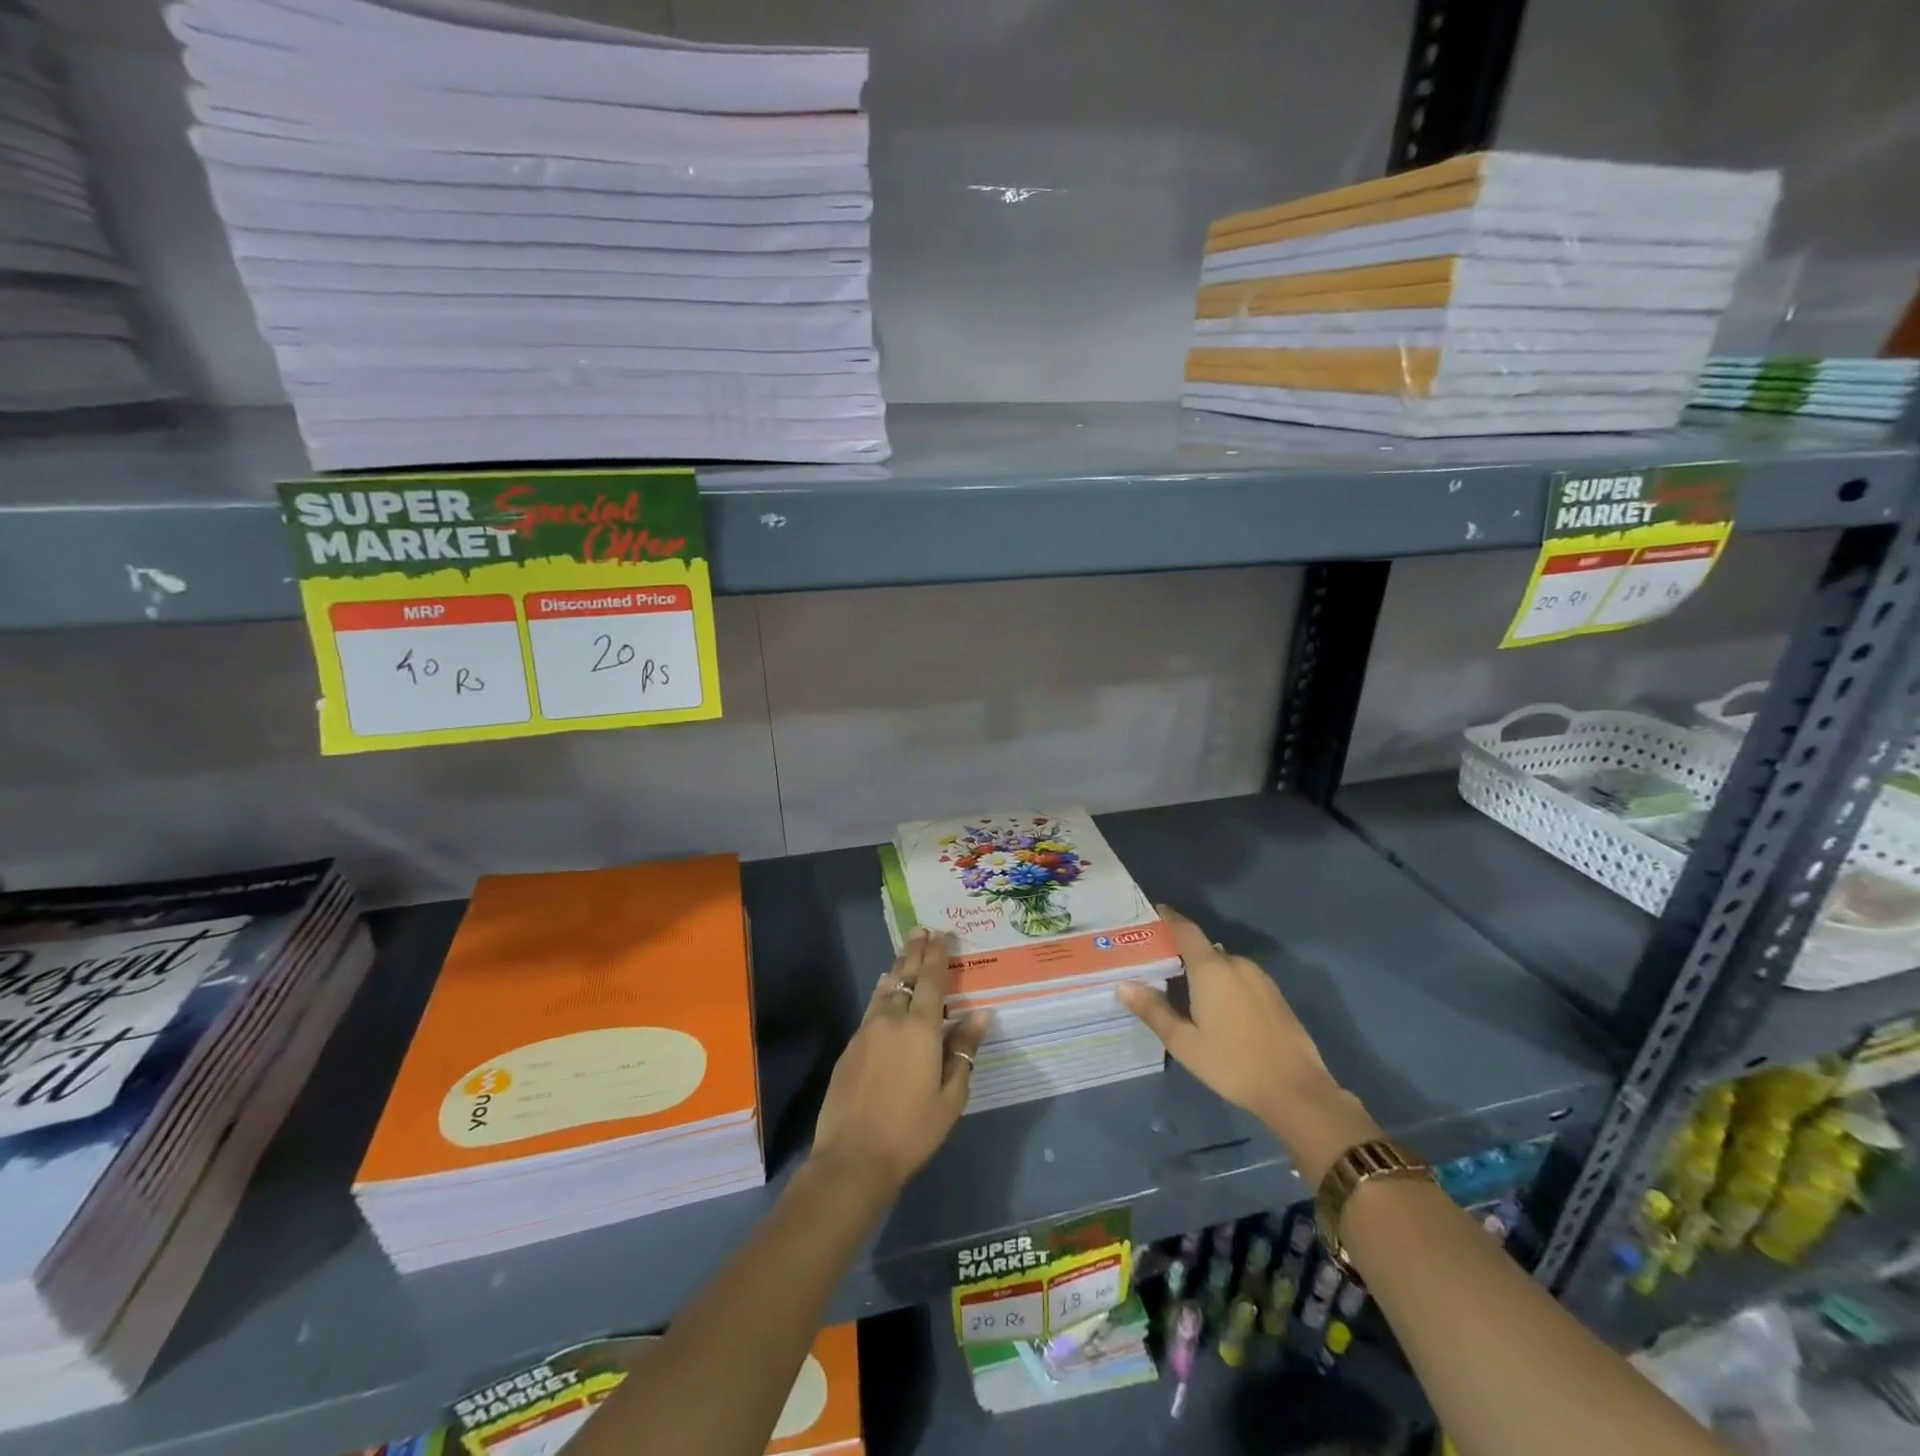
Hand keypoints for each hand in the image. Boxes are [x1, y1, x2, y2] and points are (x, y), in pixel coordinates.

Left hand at [810, 927, 988, 1195]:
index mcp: (920, 1027)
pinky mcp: (850, 1047)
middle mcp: (891, 1019)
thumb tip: (980, 1015)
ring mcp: (866, 1031)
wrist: (854, 1157)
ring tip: (905, 954)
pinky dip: (882, 993)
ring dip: (897, 969)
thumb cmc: (912, 1129)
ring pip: (884, 990)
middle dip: (914, 951)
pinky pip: (871, 1008)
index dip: (937, 954)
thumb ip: (964, 1050)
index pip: (930, 979)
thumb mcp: (951, 1095)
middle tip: (921, 930)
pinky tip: (885, 994)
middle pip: (904, 976)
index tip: (941, 934)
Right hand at [1119, 906, 1378, 1179]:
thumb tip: (1123, 985)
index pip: (1185, 929)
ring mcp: (1260, 979)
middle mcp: (1236, 964)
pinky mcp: (1275, 996)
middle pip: (1203, 949)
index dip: (1168, 918)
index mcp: (1212, 968)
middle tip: (1158, 968)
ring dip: (1204, 973)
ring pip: (1223, 966)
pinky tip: (1216, 1010)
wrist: (1297, 1091)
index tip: (1151, 913)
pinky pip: (1240, 979)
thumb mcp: (1184, 1042)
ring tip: (1184, 992)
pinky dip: (1224, 985)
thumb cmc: (1232, 1063)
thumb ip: (1153, 1010)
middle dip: (1181, 954)